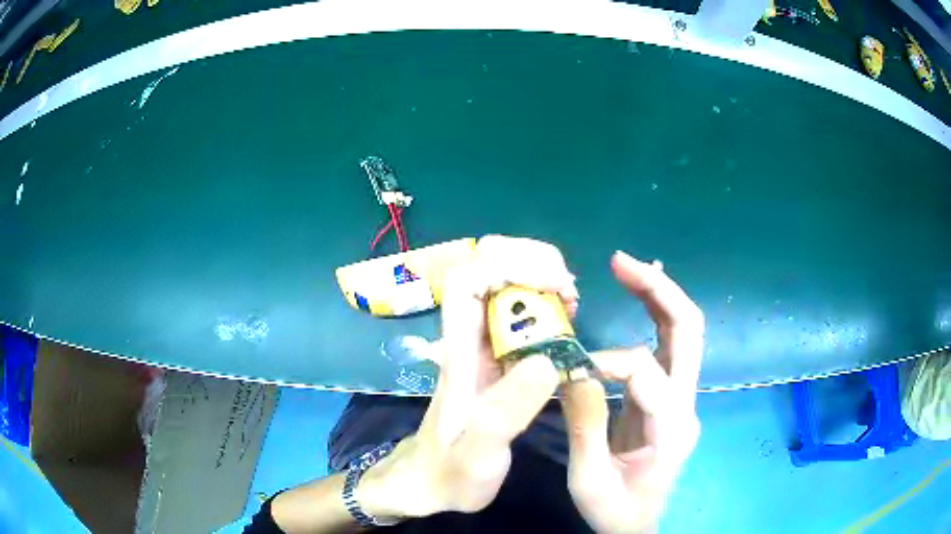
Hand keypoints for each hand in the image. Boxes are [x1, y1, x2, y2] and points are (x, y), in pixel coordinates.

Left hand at [359, 235, 580, 519]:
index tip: (554, 284)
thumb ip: (507, 412)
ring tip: (571, 304)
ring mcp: (481, 345)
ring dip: (540, 277)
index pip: (467, 280)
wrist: (429, 483)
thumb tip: (548, 361)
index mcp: (459, 352)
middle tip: (569, 293)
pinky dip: (544, 301)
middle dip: (531, 262)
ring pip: (502, 283)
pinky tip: (565, 322)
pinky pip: (518, 312)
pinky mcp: (495, 358)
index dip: (508, 264)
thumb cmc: (450, 473)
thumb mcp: (479, 453)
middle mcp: (468, 338)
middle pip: (485, 267)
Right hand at [561, 251, 703, 532]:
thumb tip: (573, 371)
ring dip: (658, 294)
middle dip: (659, 290)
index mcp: (672, 430)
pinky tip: (640, 293)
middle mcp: (687, 405)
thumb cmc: (615, 510)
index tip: (571, 374)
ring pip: (683, 331)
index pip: (647, 374)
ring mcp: (682, 399)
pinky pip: (667, 346)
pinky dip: (654, 313)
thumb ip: (584, 427)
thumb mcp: (590, 480)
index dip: (607, 364)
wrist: (638, 525)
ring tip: (625, 267)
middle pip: (690, 331)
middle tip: (621, 262)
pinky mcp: (669, 398)